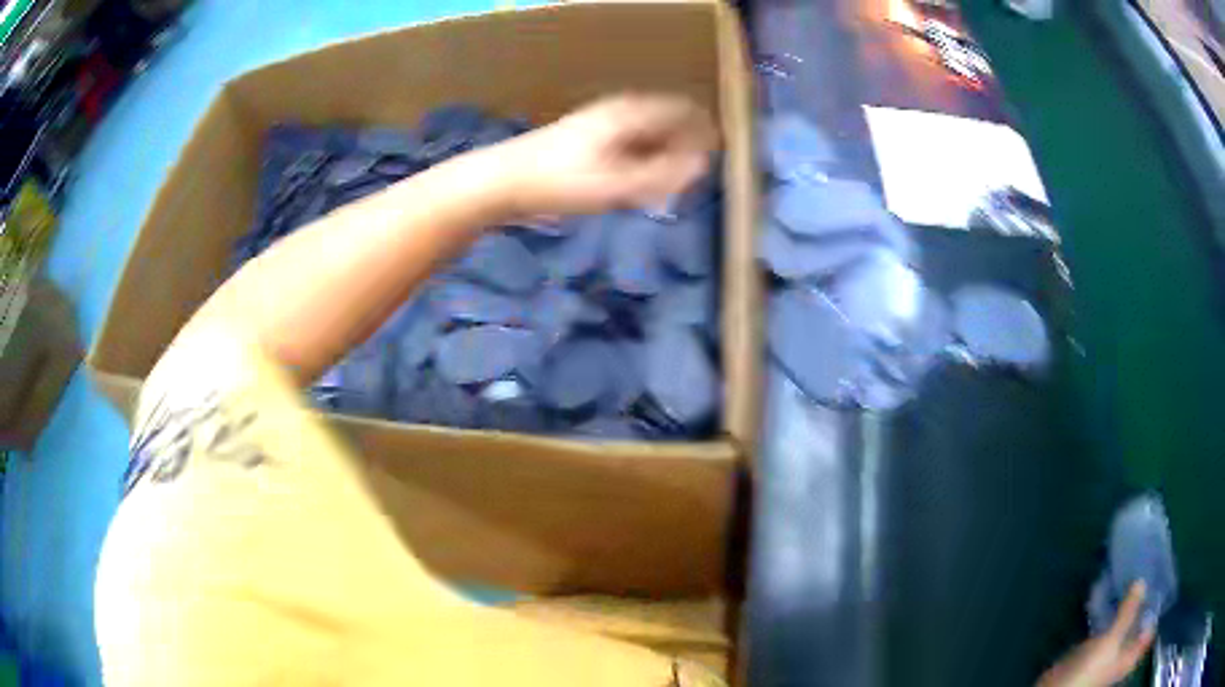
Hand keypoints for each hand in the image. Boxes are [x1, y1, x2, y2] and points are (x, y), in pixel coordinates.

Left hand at [497, 93, 718, 216]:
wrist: (501, 181)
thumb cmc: (558, 181)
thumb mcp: (615, 185)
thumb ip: (662, 176)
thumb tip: (702, 167)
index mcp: (629, 113)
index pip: (684, 112)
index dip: (705, 134)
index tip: (717, 161)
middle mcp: (618, 111)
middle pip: (666, 123)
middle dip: (683, 149)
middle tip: (691, 182)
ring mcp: (599, 124)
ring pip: (646, 136)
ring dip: (661, 158)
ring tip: (665, 188)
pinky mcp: (585, 140)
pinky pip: (627, 146)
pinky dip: (640, 163)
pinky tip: (634, 187)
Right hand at [1038, 582, 1155, 686]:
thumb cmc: (1091, 671)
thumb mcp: (1111, 641)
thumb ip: (1128, 612)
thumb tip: (1143, 580)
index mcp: (1133, 654)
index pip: (1152, 625)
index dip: (1157, 603)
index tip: (1160, 575)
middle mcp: (1126, 652)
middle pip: (1140, 621)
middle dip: (1143, 599)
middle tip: (1147, 570)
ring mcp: (1112, 650)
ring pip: (1126, 622)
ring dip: (1128, 604)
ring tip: (1131, 577)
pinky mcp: (1099, 648)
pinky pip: (1112, 625)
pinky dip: (1114, 611)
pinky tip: (1113, 595)